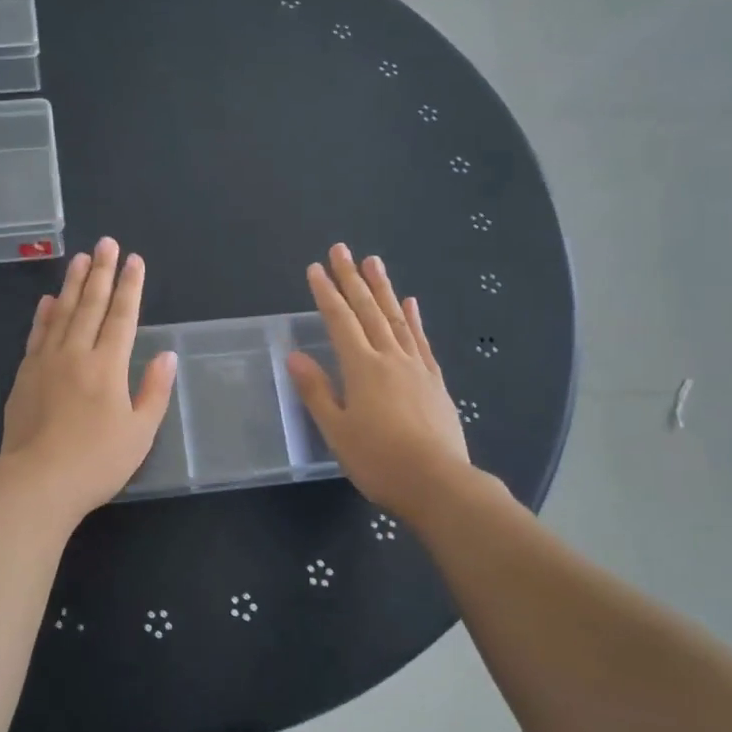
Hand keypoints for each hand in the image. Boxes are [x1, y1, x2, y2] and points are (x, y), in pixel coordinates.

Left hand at [0, 237, 177, 519]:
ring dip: (72, 284)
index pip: (122, 316)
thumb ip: (154, 391)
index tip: (134, 260)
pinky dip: (43, 315)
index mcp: (108, 366)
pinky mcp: (24, 377)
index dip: (130, 286)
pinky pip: (36, 335)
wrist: (37, 482)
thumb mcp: (140, 432)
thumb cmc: (97, 461)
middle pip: (90, 305)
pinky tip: (47, 301)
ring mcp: (45, 363)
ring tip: (79, 258)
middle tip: (105, 242)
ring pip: (61, 313)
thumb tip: (167, 355)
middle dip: (101, 272)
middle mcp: (76, 354)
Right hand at [286, 244, 471, 523]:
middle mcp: (390, 358)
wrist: (438, 482)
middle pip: (368, 310)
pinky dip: (414, 318)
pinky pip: (421, 340)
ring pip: (396, 318)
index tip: (316, 268)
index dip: (326, 293)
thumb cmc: (379, 460)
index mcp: (361, 368)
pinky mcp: (434, 381)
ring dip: (383, 288)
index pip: (339, 321)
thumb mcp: (337, 430)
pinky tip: (411, 303)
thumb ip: (316, 391)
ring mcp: (416, 367)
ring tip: (374, 261)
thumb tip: (293, 356)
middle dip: (352, 279)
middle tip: (342, 249)